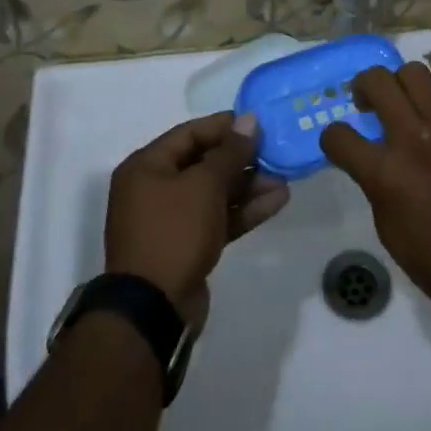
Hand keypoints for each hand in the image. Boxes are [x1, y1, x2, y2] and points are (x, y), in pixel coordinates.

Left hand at [104, 111, 289, 326]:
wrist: (153, 311)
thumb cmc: (174, 232)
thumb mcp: (204, 185)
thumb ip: (230, 151)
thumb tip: (250, 120)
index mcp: (146, 166)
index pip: (190, 133)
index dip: (225, 126)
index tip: (259, 123)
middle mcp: (154, 189)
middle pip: (204, 163)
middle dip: (242, 159)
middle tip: (276, 152)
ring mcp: (171, 220)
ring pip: (215, 193)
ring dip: (248, 185)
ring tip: (284, 178)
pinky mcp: (187, 246)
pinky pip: (217, 218)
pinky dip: (244, 210)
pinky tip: (277, 201)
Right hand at [319, 62, 430, 302]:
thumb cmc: (430, 253)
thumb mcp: (385, 221)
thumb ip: (374, 178)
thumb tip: (372, 152)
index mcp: (384, 172)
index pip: (338, 134)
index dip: (332, 137)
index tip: (340, 141)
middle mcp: (413, 138)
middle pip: (376, 81)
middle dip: (363, 87)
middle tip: (369, 102)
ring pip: (415, 71)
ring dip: (403, 84)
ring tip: (408, 101)